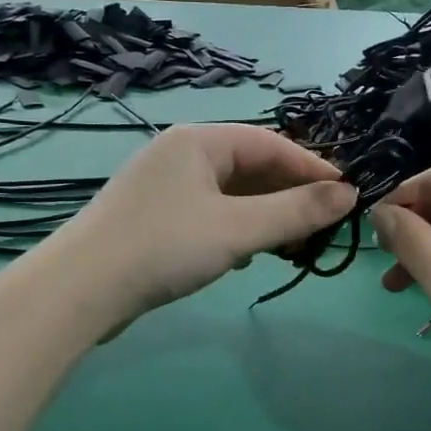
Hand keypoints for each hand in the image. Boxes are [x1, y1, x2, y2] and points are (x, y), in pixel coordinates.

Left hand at [54, 124, 353, 334]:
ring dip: (264, 215)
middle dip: (288, 195)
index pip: (271, 143)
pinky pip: (209, 213)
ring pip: (230, 193)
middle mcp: (180, 154)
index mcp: (199, 141)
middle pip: (250, 166)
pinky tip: (245, 256)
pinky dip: (235, 229)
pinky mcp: (153, 217)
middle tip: (322, 225)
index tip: (347, 195)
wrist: (81, 290)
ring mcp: (163, 186)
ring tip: (292, 243)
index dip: (312, 168)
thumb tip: (349, 194)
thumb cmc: (164, 247)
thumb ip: (296, 211)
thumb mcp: (239, 229)